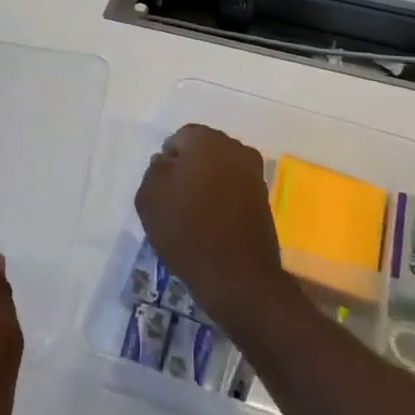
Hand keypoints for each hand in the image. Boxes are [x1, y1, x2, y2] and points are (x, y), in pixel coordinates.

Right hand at [134, 124, 292, 337]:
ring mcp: (254, 173)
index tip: (162, 187)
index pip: (180, 138)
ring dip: (208, 183)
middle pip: (204, 150)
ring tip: (194, 213)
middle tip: (176, 198)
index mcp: (206, 140)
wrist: (237, 275)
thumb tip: (167, 162)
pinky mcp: (264, 197)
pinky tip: (213, 222)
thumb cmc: (187, 230)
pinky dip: (224, 199)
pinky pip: (235, 188)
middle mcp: (234, 148)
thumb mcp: (149, 197)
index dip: (168, 161)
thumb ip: (155, 170)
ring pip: (221, 169)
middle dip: (190, 167)